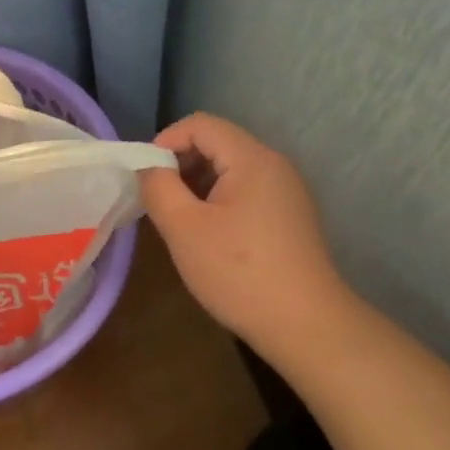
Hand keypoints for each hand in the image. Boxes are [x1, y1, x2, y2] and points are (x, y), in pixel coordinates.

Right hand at [139, 113, 350, 352]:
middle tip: (158, 201)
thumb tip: (148, 167)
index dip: (165, 141)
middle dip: (180, 164)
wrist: (305, 325)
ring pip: (231, 169)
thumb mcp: (184, 228)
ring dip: (197, 185)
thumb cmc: (238, 272)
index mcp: (252, 158)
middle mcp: (274, 165)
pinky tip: (208, 236)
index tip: (145, 177)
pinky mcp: (289, 217)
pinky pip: (246, 192)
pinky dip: (218, 201)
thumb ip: (158, 187)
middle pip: (217, 143)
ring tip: (179, 221)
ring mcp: (286, 191)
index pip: (200, 124)